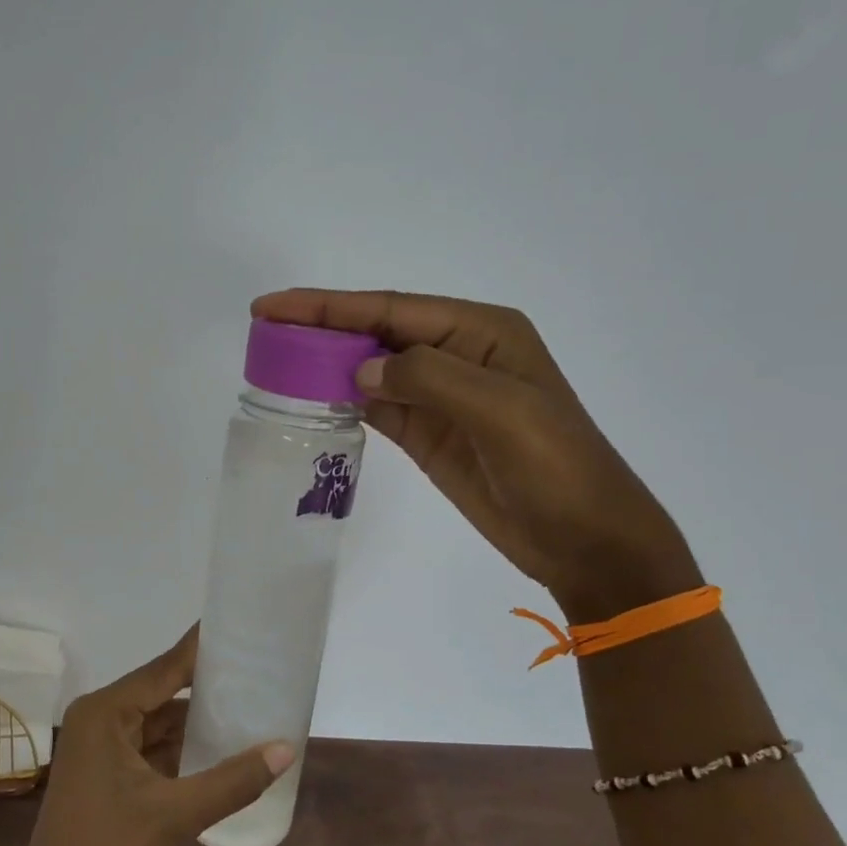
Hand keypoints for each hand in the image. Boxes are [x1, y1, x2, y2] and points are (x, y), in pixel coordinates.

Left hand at [1, 628, 292, 845]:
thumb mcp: (176, 816)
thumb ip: (233, 779)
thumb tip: (287, 748)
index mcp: (105, 713)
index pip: (164, 668)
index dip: (201, 649)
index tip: (238, 626)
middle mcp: (98, 722)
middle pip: (161, 693)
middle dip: (205, 687)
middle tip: (256, 672)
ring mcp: (99, 753)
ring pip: (157, 726)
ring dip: (195, 723)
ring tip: (248, 707)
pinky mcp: (105, 782)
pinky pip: (150, 753)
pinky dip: (181, 752)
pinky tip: (219, 752)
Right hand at [254, 289, 700, 621]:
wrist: (584, 540)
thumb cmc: (556, 467)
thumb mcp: (502, 412)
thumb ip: (429, 379)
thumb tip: (360, 368)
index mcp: (480, 331)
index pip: (391, 308)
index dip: (328, 305)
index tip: (273, 306)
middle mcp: (456, 354)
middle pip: (375, 331)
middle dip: (320, 327)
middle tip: (262, 329)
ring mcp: (441, 396)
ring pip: (371, 367)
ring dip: (326, 362)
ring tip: (274, 360)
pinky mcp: (428, 433)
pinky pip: (376, 405)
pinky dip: (342, 398)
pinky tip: (311, 396)